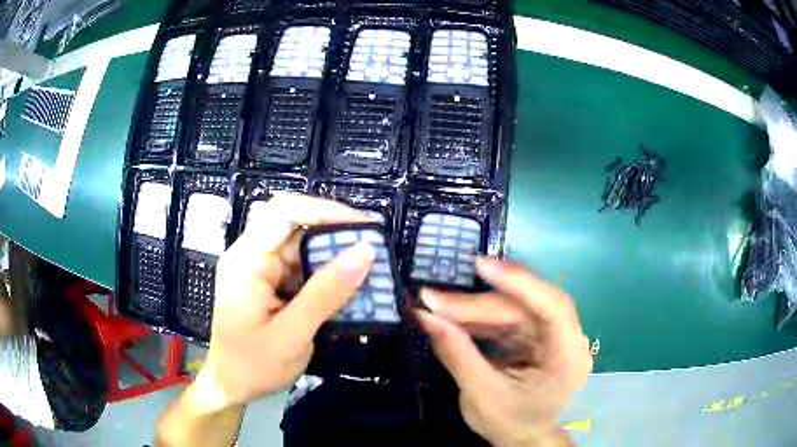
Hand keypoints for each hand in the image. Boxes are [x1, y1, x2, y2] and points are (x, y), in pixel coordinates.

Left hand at [194, 193, 375, 408]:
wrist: (230, 387)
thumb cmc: (252, 366)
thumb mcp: (291, 335)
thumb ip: (326, 294)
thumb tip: (364, 252)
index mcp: (246, 261)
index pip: (284, 212)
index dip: (325, 210)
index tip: (363, 227)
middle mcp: (251, 256)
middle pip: (294, 225)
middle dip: (334, 233)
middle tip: (372, 249)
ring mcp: (259, 269)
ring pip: (301, 246)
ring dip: (333, 256)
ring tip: (367, 270)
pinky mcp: (268, 283)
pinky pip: (301, 267)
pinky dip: (325, 275)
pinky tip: (346, 288)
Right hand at [417, 258, 591, 446]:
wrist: (522, 438)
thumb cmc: (509, 424)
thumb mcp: (481, 396)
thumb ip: (457, 355)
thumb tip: (425, 316)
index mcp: (567, 357)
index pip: (553, 307)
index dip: (520, 282)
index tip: (482, 266)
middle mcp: (564, 338)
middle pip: (524, 307)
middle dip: (477, 304)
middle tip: (433, 299)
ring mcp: (548, 335)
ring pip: (511, 308)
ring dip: (472, 308)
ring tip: (435, 306)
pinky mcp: (531, 336)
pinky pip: (503, 318)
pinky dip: (476, 318)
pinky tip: (451, 317)